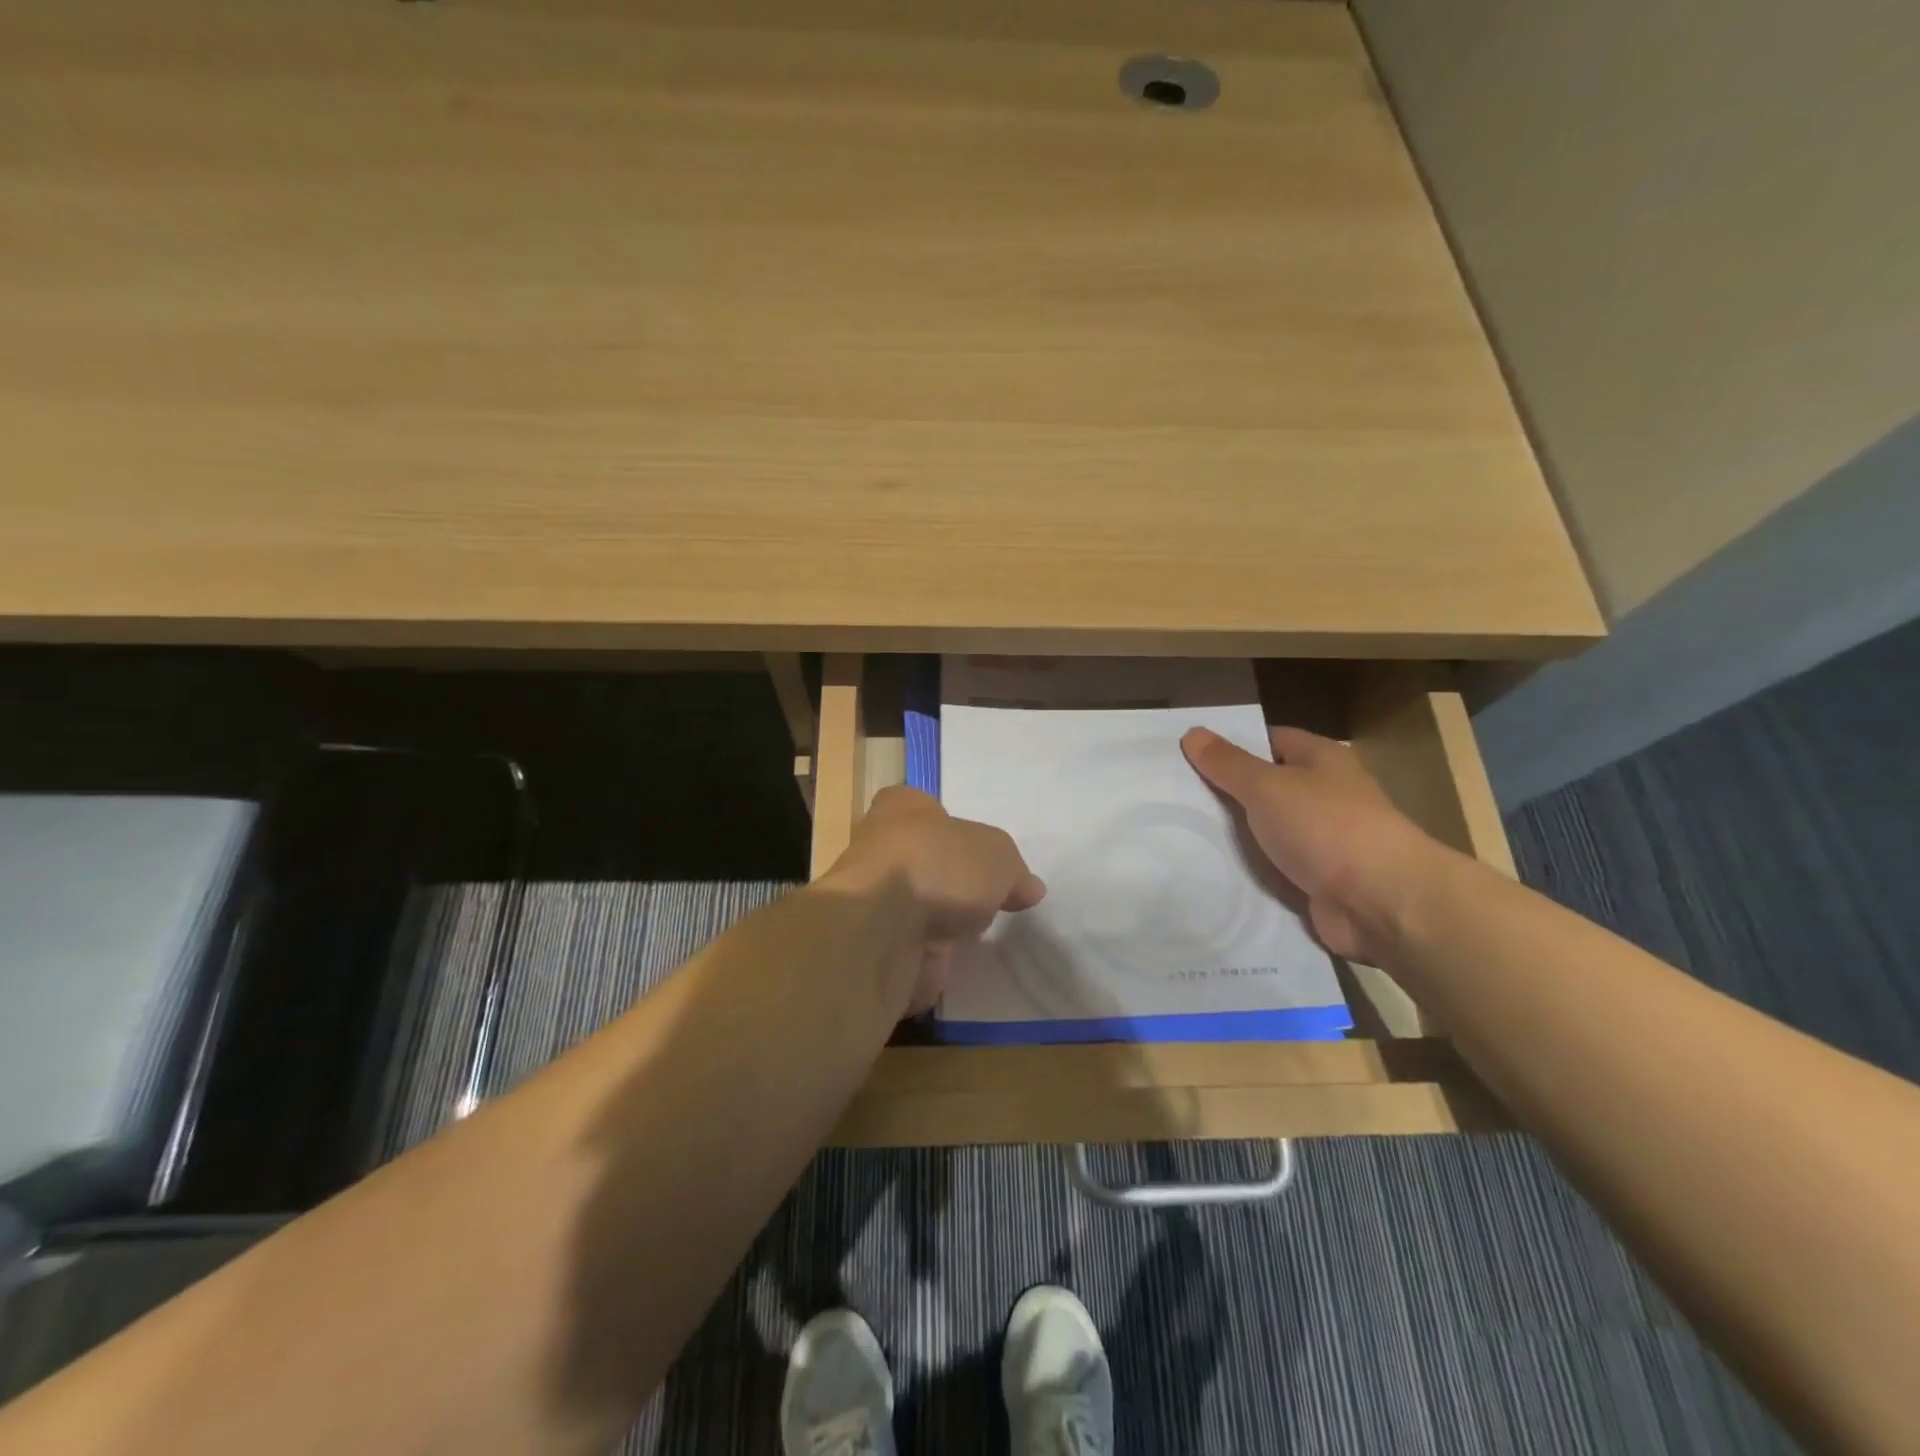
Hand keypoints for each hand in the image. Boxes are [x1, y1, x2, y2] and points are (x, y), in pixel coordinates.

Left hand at [819, 786, 1045, 1013]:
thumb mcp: (997, 855)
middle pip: (925, 860)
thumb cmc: (939, 866)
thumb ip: (1014, 870)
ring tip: (979, 935)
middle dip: (954, 881)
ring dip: (942, 922)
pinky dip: (934, 957)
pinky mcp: (876, 946)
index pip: (927, 808)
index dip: (955, 827)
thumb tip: (1028, 888)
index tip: (983, 855)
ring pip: (917, 906)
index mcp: (902, 808)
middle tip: (991, 899)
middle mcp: (880, 848)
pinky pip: (913, 947)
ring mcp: (875, 900)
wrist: (884, 930)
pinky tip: (959, 963)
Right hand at [1181, 725, 1446, 962]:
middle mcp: (1327, 795)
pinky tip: (1213, 873)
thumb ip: (1228, 763)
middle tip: (1176, 797)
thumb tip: (1193, 732)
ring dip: (1237, 838)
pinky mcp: (1320, 882)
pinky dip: (1252, 873)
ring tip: (1183, 836)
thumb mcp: (1267, 786)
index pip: (1271, 740)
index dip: (1233, 745)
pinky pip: (1276, 870)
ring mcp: (1326, 841)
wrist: (1382, 903)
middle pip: (1268, 787)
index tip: (1189, 756)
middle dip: (1228, 793)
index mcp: (1322, 760)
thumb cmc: (1326, 827)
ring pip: (1269, 831)